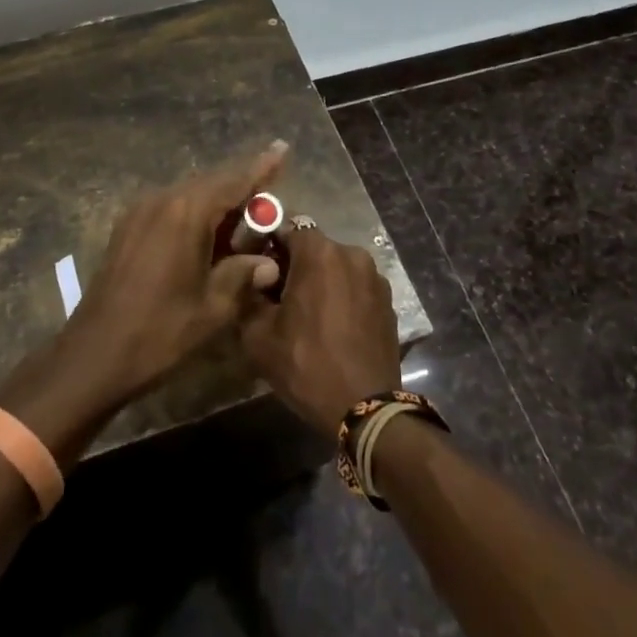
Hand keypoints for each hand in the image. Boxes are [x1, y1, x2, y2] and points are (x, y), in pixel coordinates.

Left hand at [58, 140, 289, 404]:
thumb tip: (268, 263)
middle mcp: (162, 200)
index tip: (282, 148)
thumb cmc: (160, 332)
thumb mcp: (213, 308)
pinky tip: (207, 233)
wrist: (94, 353)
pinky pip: (170, 207)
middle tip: (270, 191)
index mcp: (187, 212)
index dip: (261, 167)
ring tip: (243, 216)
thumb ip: (243, 275)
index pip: (233, 181)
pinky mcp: (127, 227)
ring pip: (189, 194)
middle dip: (241, 186)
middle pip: (211, 183)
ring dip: (217, 201)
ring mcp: (140, 211)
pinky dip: (194, 212)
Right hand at [239, 222, 401, 432]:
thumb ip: (249, 294)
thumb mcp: (258, 334)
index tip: (258, 268)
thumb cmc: (307, 365)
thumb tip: (254, 275)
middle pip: (314, 247)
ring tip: (307, 315)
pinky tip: (332, 327)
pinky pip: (355, 286)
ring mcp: (375, 277)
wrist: (365, 409)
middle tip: (278, 296)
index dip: (269, 244)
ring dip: (321, 281)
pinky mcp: (388, 301)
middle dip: (295, 265)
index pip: (287, 228)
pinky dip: (342, 296)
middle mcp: (351, 253)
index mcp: (319, 252)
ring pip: (336, 267)